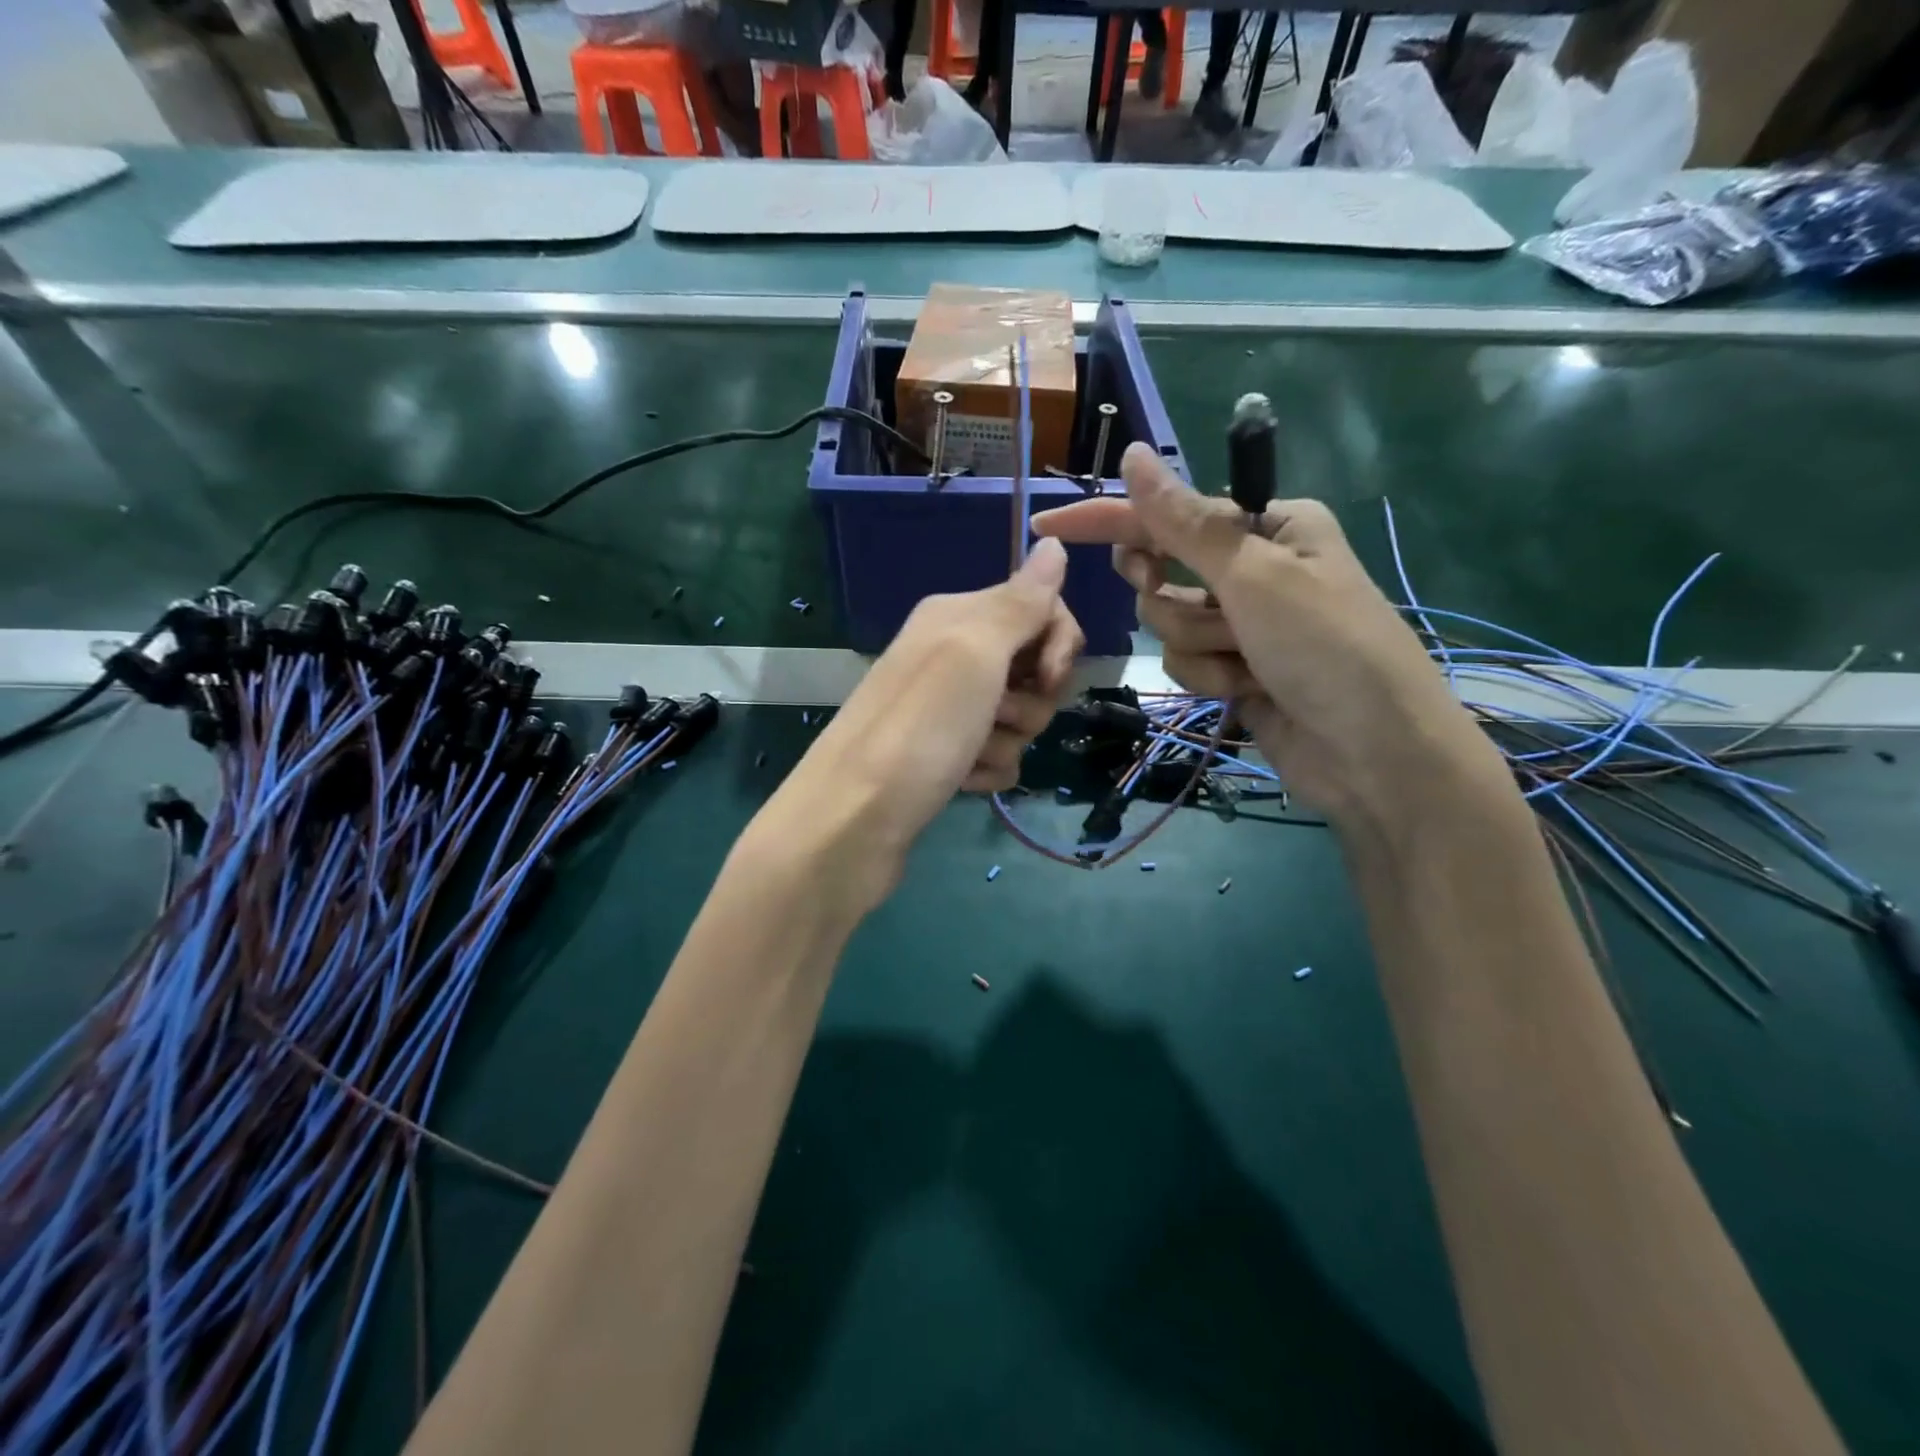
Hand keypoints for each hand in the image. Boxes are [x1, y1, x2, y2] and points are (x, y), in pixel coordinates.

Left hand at [742, 539, 1083, 915]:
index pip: (1039, 608)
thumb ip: (1020, 601)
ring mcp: (946, 710)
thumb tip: (1054, 544)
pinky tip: (960, 782)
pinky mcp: (945, 757)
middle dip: (1033, 699)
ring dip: (1007, 741)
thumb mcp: (973, 652)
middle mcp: (950, 656)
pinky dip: (987, 772)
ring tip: (968, 756)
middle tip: (998, 715)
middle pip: (1034, 667)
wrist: (852, 822)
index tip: (1048, 675)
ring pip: (1019, 717)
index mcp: (956, 617)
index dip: (1058, 642)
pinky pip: (997, 756)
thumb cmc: (919, 729)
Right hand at [1030, 444, 1507, 834]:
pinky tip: (1248, 691)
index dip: (1106, 518)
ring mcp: (1243, 624)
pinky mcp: (1235, 670)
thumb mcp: (1254, 576)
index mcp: (1268, 525)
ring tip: (1247, 664)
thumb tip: (1134, 456)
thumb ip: (1184, 523)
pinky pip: (1185, 663)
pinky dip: (1209, 678)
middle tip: (1198, 611)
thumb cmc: (1326, 647)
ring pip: (1168, 625)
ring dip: (1199, 647)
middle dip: (1172, 601)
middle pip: (1161, 572)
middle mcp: (1252, 568)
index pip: (1166, 512)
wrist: (1374, 754)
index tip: (1047, 524)